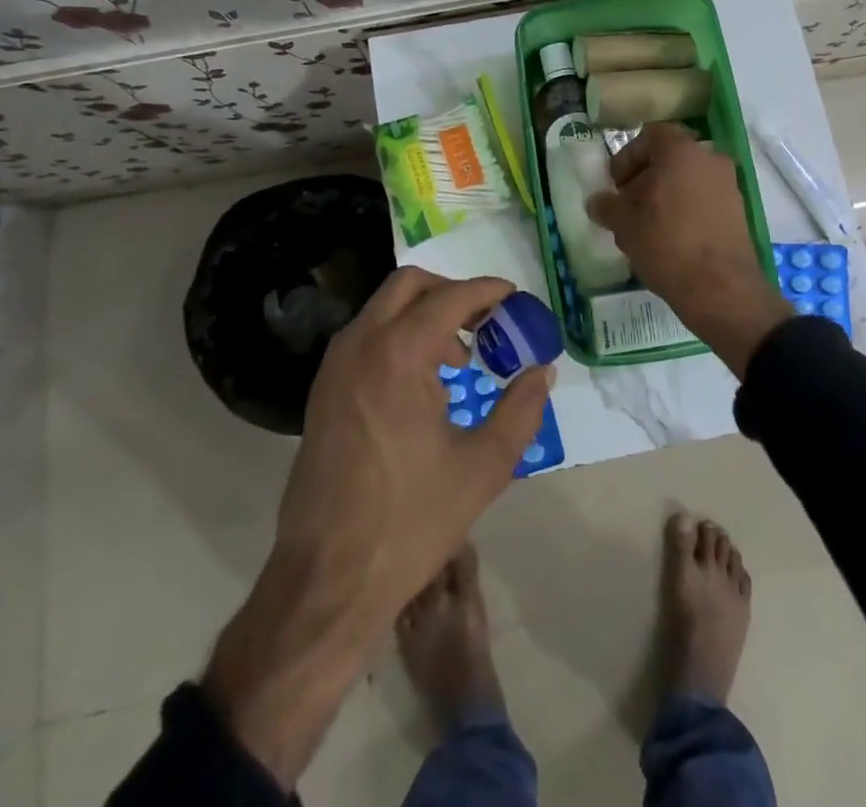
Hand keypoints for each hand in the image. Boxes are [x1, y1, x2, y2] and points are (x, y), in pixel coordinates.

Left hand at [206, 268, 550, 786]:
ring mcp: (334, 367)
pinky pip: (366, 338)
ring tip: (459, 359)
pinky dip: (399, 337)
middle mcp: (360, 345)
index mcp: (398, 355)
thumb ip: (521, 410)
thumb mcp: (483, 467)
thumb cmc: (410, 522)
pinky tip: (423, 385)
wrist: (326, 580)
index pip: (450, 298)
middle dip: (452, 292)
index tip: (515, 298)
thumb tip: (543, 370)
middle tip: (487, 321)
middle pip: (410, 285)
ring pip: (384, 308)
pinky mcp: (323, 391)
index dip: (487, 291)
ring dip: (424, 315)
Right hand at [585, 123, 788, 375]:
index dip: (628, 156)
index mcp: (681, 152)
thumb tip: (597, 201)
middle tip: (627, 204)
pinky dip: (686, 207)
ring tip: (646, 224)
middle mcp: (709, 159)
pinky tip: (671, 237)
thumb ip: (608, 206)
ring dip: (665, 194)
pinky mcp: (739, 210)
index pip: (650, 135)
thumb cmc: (667, 245)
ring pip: (688, 178)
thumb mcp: (626, 226)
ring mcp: (729, 184)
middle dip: (645, 177)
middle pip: (671, 157)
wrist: (721, 288)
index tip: (615, 184)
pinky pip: (704, 197)